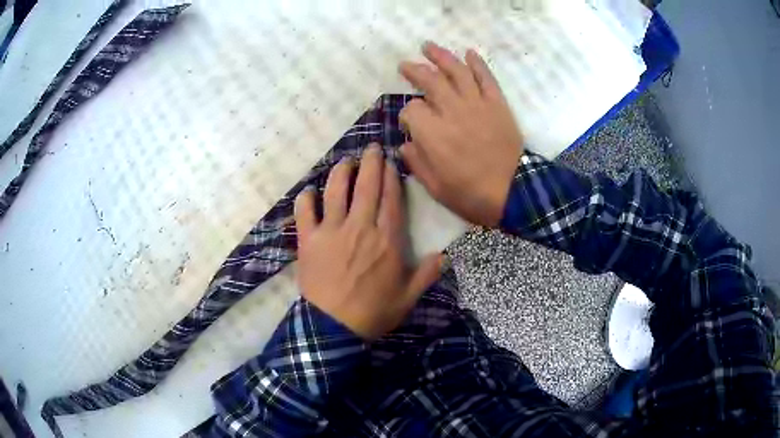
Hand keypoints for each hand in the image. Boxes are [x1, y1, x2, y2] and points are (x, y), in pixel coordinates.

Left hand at [294, 144, 442, 340]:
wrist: (333, 328)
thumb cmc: (373, 313)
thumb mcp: (407, 298)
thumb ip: (426, 274)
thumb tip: (445, 255)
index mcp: (386, 240)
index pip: (391, 199)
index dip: (391, 177)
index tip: (390, 162)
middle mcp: (360, 227)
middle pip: (366, 187)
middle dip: (370, 163)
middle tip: (371, 148)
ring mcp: (331, 231)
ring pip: (336, 191)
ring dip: (341, 172)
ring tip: (345, 161)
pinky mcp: (308, 240)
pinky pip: (304, 212)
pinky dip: (305, 199)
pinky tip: (309, 191)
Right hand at [398, 42, 523, 227]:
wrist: (513, 193)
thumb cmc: (471, 194)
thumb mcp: (435, 187)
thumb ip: (416, 163)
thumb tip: (406, 145)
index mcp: (433, 133)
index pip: (411, 110)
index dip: (407, 115)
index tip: (409, 125)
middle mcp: (452, 111)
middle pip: (430, 80)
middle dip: (414, 70)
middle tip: (405, 65)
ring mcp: (477, 104)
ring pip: (456, 71)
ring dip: (441, 56)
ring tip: (428, 46)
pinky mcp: (497, 104)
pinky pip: (486, 78)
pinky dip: (478, 63)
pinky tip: (469, 52)